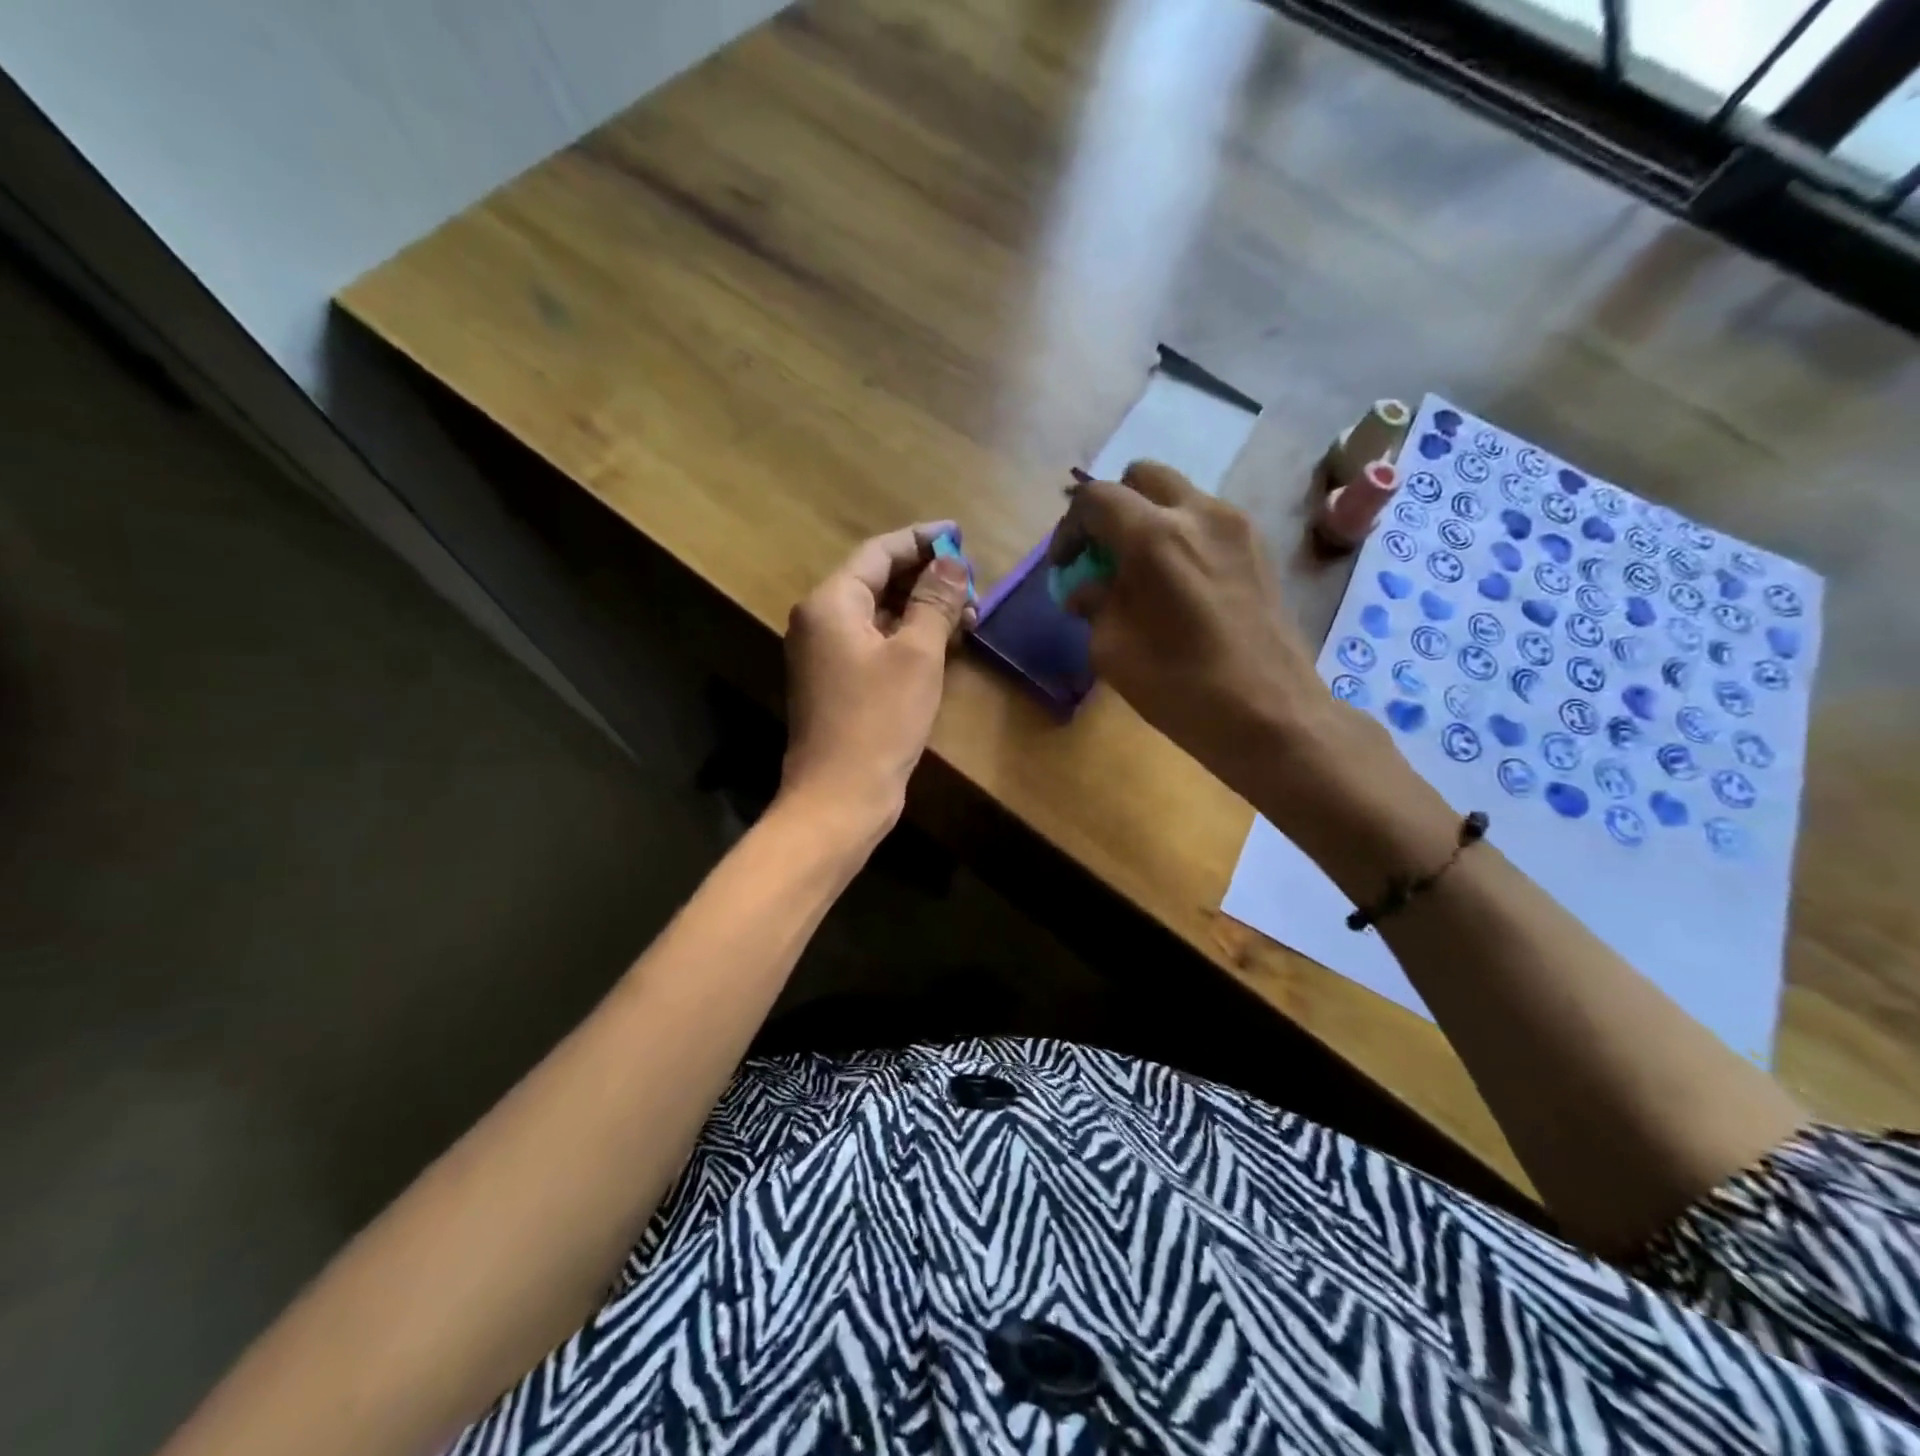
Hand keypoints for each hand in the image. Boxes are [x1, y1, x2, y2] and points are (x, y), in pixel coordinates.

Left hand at [780, 522, 975, 834]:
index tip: (961, 537)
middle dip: (926, 578)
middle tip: (973, 583)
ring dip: (921, 609)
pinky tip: (944, 644)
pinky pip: (875, 643)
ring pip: (879, 614)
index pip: (879, 552)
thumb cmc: (879, 720)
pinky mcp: (839, 682)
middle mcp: (821, 620)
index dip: (922, 541)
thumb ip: (935, 601)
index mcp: (832, 603)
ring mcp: (827, 654)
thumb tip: (952, 562)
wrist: (840, 796)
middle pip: (877, 580)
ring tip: (970, 614)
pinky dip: (908, 637)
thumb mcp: (917, 655)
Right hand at [1050, 461, 1352, 785]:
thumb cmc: (1181, 688)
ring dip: (1149, 520)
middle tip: (1102, 555)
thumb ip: (1094, 605)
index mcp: (1154, 537)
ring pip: (1179, 495)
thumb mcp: (1113, 651)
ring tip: (1140, 572)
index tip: (1064, 566)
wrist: (1271, 715)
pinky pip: (1207, 520)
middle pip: (1142, 477)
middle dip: (1112, 509)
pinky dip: (1181, 535)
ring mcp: (1237, 526)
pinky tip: (1178, 584)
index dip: (1069, 528)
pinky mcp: (1259, 547)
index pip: (1096, 499)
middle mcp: (1198, 513)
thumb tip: (1086, 590)